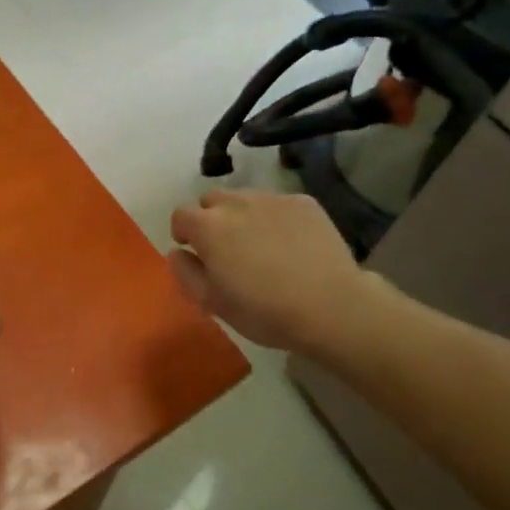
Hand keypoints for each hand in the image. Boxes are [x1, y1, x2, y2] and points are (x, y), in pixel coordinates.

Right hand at [169, 189, 389, 364]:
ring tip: (261, 244)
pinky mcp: (303, 202)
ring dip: (243, 215)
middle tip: (227, 248)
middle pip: (212, 200)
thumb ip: (186, 273)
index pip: (181, 214)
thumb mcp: (213, 303)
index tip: (195, 250)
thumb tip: (178, 252)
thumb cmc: (264, 310)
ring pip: (246, 198)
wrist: (331, 306)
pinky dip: (277, 218)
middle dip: (212, 219)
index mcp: (208, 226)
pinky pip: (279, 204)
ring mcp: (272, 199)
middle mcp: (235, 203)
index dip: (184, 231)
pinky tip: (292, 244)